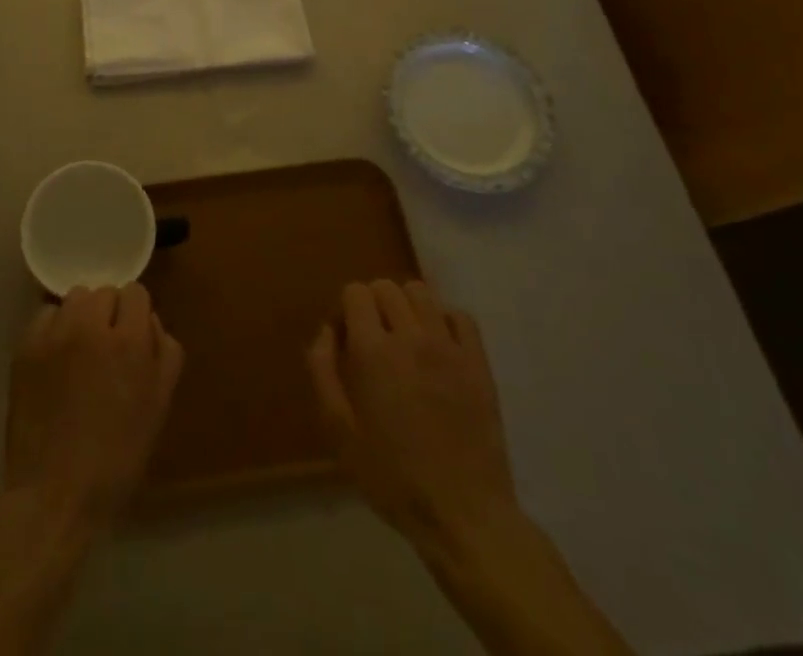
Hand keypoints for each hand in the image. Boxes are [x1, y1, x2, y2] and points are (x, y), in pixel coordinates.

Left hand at [2, 284, 184, 533]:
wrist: (55, 493)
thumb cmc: (117, 457)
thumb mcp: (158, 406)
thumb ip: (164, 352)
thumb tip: (149, 322)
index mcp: (129, 342)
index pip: (135, 293)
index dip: (135, 315)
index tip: (132, 339)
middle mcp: (91, 326)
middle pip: (104, 292)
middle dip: (109, 314)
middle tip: (106, 349)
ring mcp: (55, 334)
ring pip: (74, 298)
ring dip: (81, 316)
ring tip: (79, 350)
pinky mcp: (26, 346)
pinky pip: (46, 315)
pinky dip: (53, 328)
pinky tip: (55, 359)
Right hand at [308, 280, 521, 555]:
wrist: (464, 515)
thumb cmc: (393, 478)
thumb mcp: (340, 432)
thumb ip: (323, 371)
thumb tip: (326, 330)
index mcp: (372, 351)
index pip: (355, 292)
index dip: (345, 309)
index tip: (346, 339)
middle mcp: (410, 337)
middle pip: (386, 287)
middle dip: (373, 304)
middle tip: (373, 340)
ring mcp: (448, 347)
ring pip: (421, 293)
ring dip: (407, 306)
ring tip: (405, 338)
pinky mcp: (478, 362)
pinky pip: (460, 316)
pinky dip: (444, 320)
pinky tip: (438, 346)